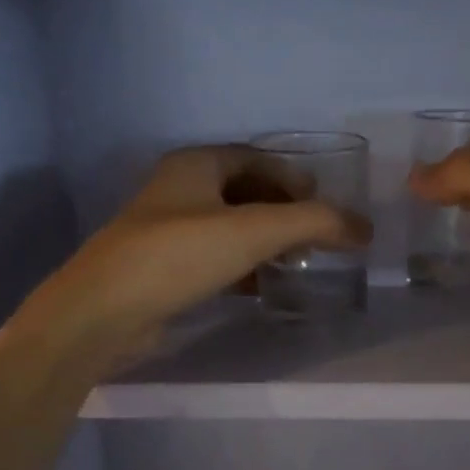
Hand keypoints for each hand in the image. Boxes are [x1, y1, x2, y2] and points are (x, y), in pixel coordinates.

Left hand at [43, 146, 367, 352]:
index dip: (293, 176)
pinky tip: (262, 285)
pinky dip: (243, 266)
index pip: (256, 158)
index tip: (324, 201)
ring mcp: (167, 231)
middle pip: (244, 191)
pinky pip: (214, 258)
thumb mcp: (255, 230)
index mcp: (195, 165)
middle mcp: (179, 190)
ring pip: (229, 227)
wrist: (105, 311)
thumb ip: (314, 223)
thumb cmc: (180, 254)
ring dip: (264, 240)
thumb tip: (364, 228)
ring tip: (297, 261)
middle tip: (315, 234)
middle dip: (282, 209)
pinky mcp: (162, 269)